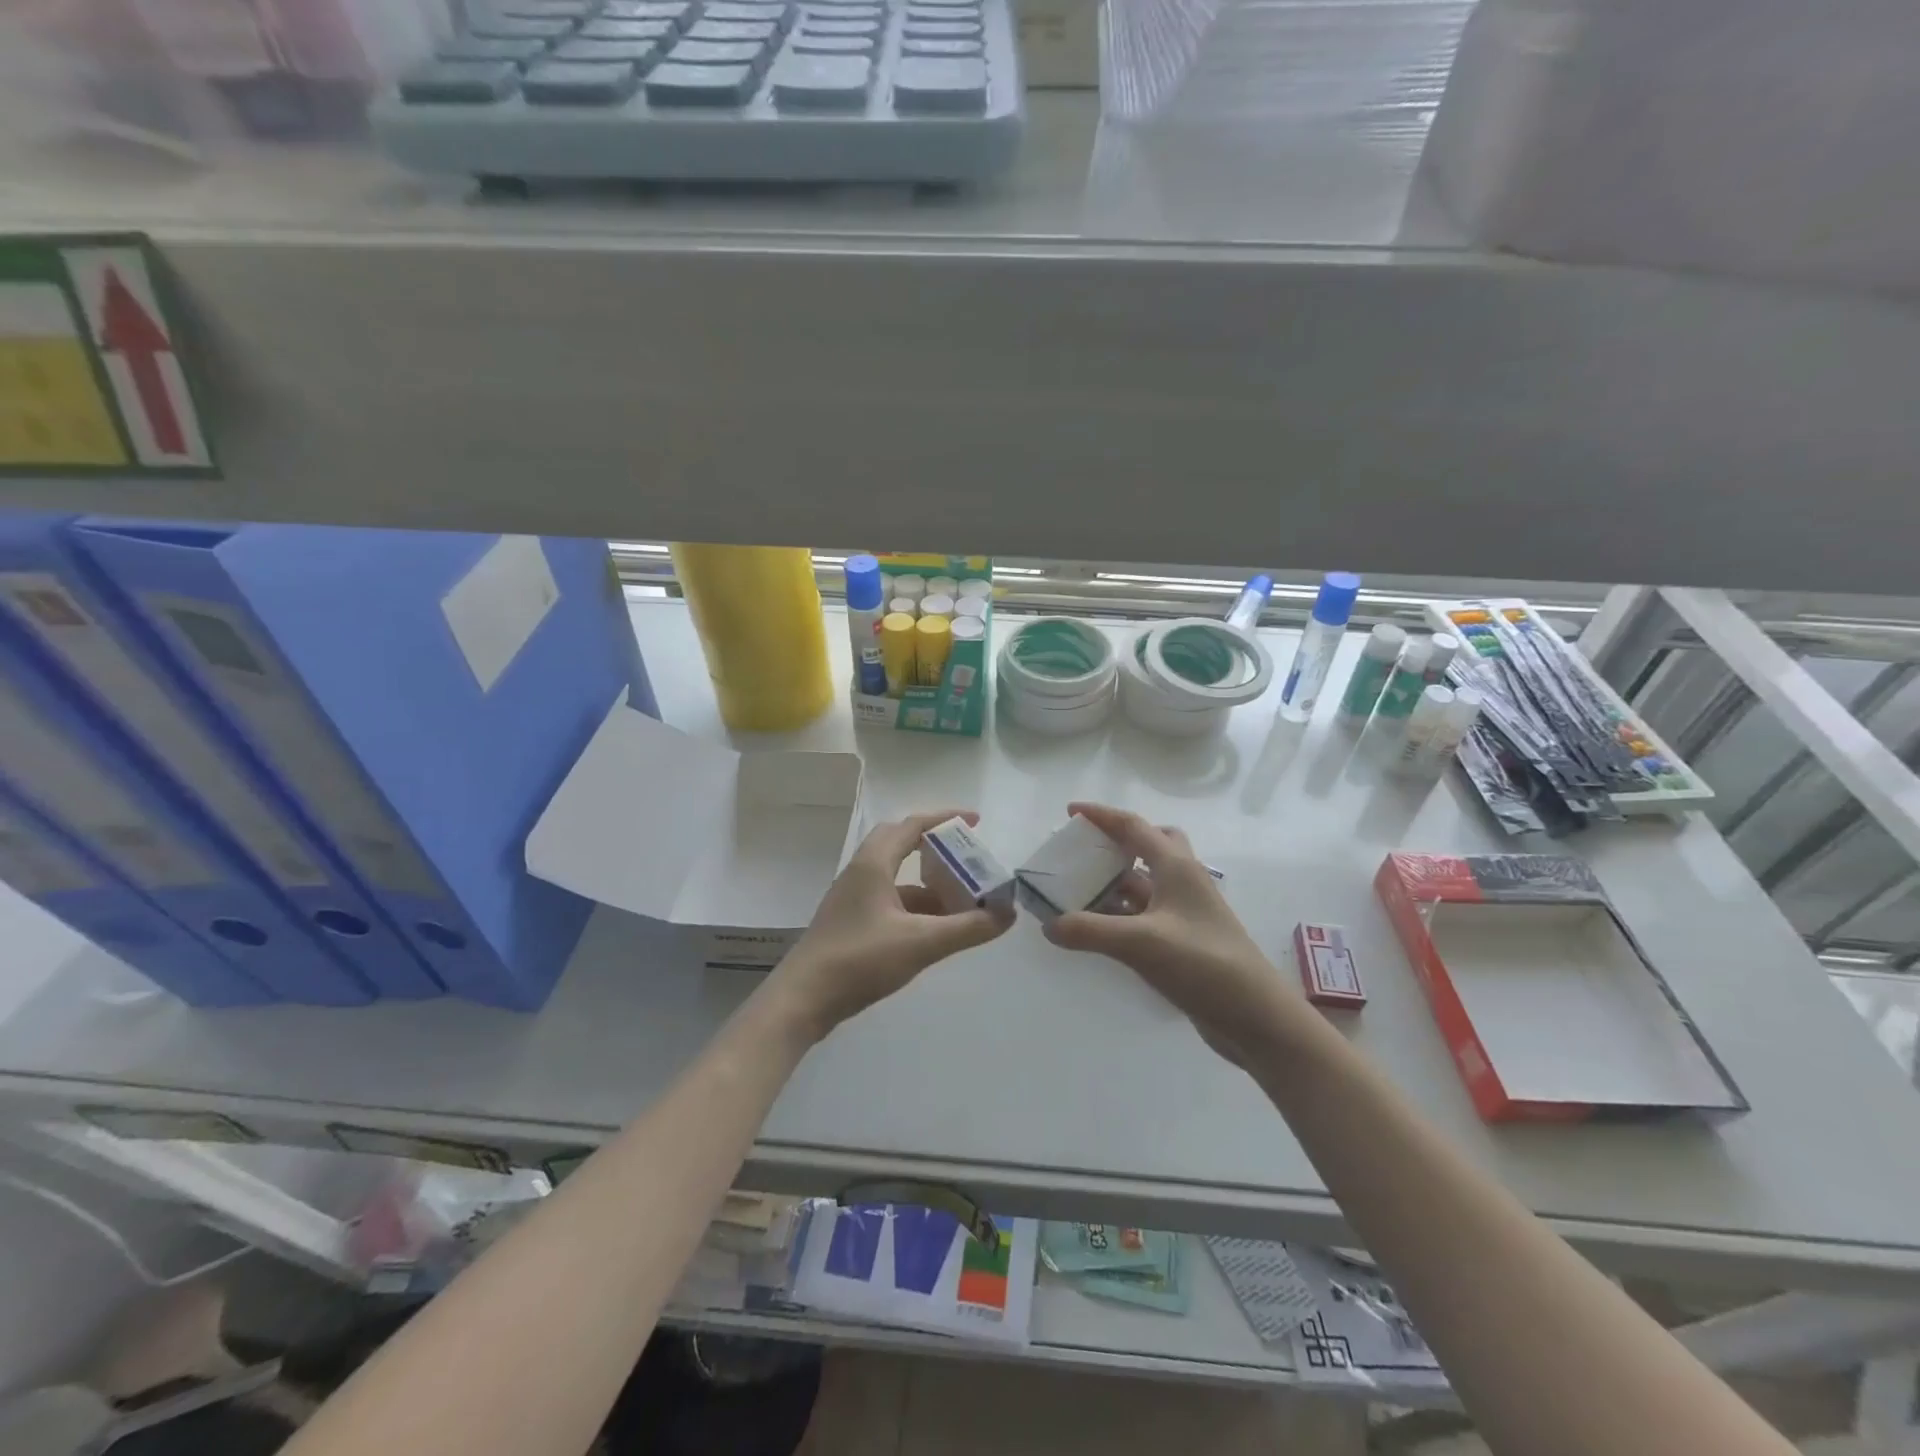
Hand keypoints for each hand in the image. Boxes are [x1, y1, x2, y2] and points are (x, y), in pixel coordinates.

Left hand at [774, 809, 1014, 1036]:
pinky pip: (889, 900)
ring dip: (927, 883)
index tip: (975, 821)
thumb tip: (1008, 914)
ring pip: (895, 877)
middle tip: (966, 857)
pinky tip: (934, 929)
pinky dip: (914, 906)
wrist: (802, 1000)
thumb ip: (968, 928)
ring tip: (962, 899)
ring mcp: (852, 898)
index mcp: (873, 864)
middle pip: (900, 844)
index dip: (945, 819)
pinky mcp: (850, 922)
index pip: (912, 825)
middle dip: (935, 847)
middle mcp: (860, 872)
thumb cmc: (860, 960)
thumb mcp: (921, 943)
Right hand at [1043, 802, 1293, 1057]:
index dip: (1101, 815)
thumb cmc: (1203, 965)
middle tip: (1085, 850)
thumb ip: (1090, 931)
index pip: (1134, 826)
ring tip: (1076, 890)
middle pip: (1150, 845)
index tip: (1070, 811)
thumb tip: (1048, 925)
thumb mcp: (1141, 943)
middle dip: (1117, 841)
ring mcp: (1185, 912)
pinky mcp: (1183, 940)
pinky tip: (1097, 928)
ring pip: (1145, 883)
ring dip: (1114, 882)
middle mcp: (1182, 882)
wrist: (1256, 1017)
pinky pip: (1145, 914)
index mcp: (1177, 867)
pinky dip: (1120, 914)